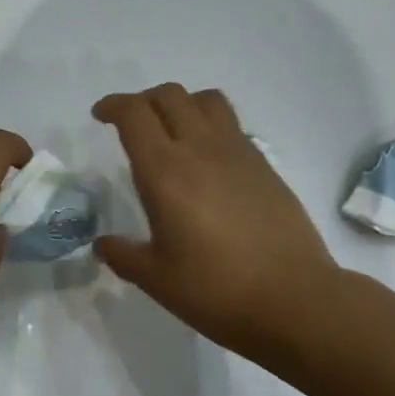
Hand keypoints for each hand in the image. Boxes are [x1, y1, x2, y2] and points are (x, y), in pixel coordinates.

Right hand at [92, 84, 338, 359]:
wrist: (294, 299)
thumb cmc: (216, 291)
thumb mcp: (157, 280)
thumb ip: (123, 256)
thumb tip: (103, 245)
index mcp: (166, 172)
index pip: (135, 114)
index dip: (113, 106)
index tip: (100, 116)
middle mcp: (201, 149)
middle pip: (169, 96)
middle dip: (143, 100)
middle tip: (130, 124)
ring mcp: (238, 153)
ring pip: (206, 100)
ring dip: (181, 104)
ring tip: (171, 131)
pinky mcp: (264, 165)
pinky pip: (231, 125)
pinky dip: (209, 125)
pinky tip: (206, 161)